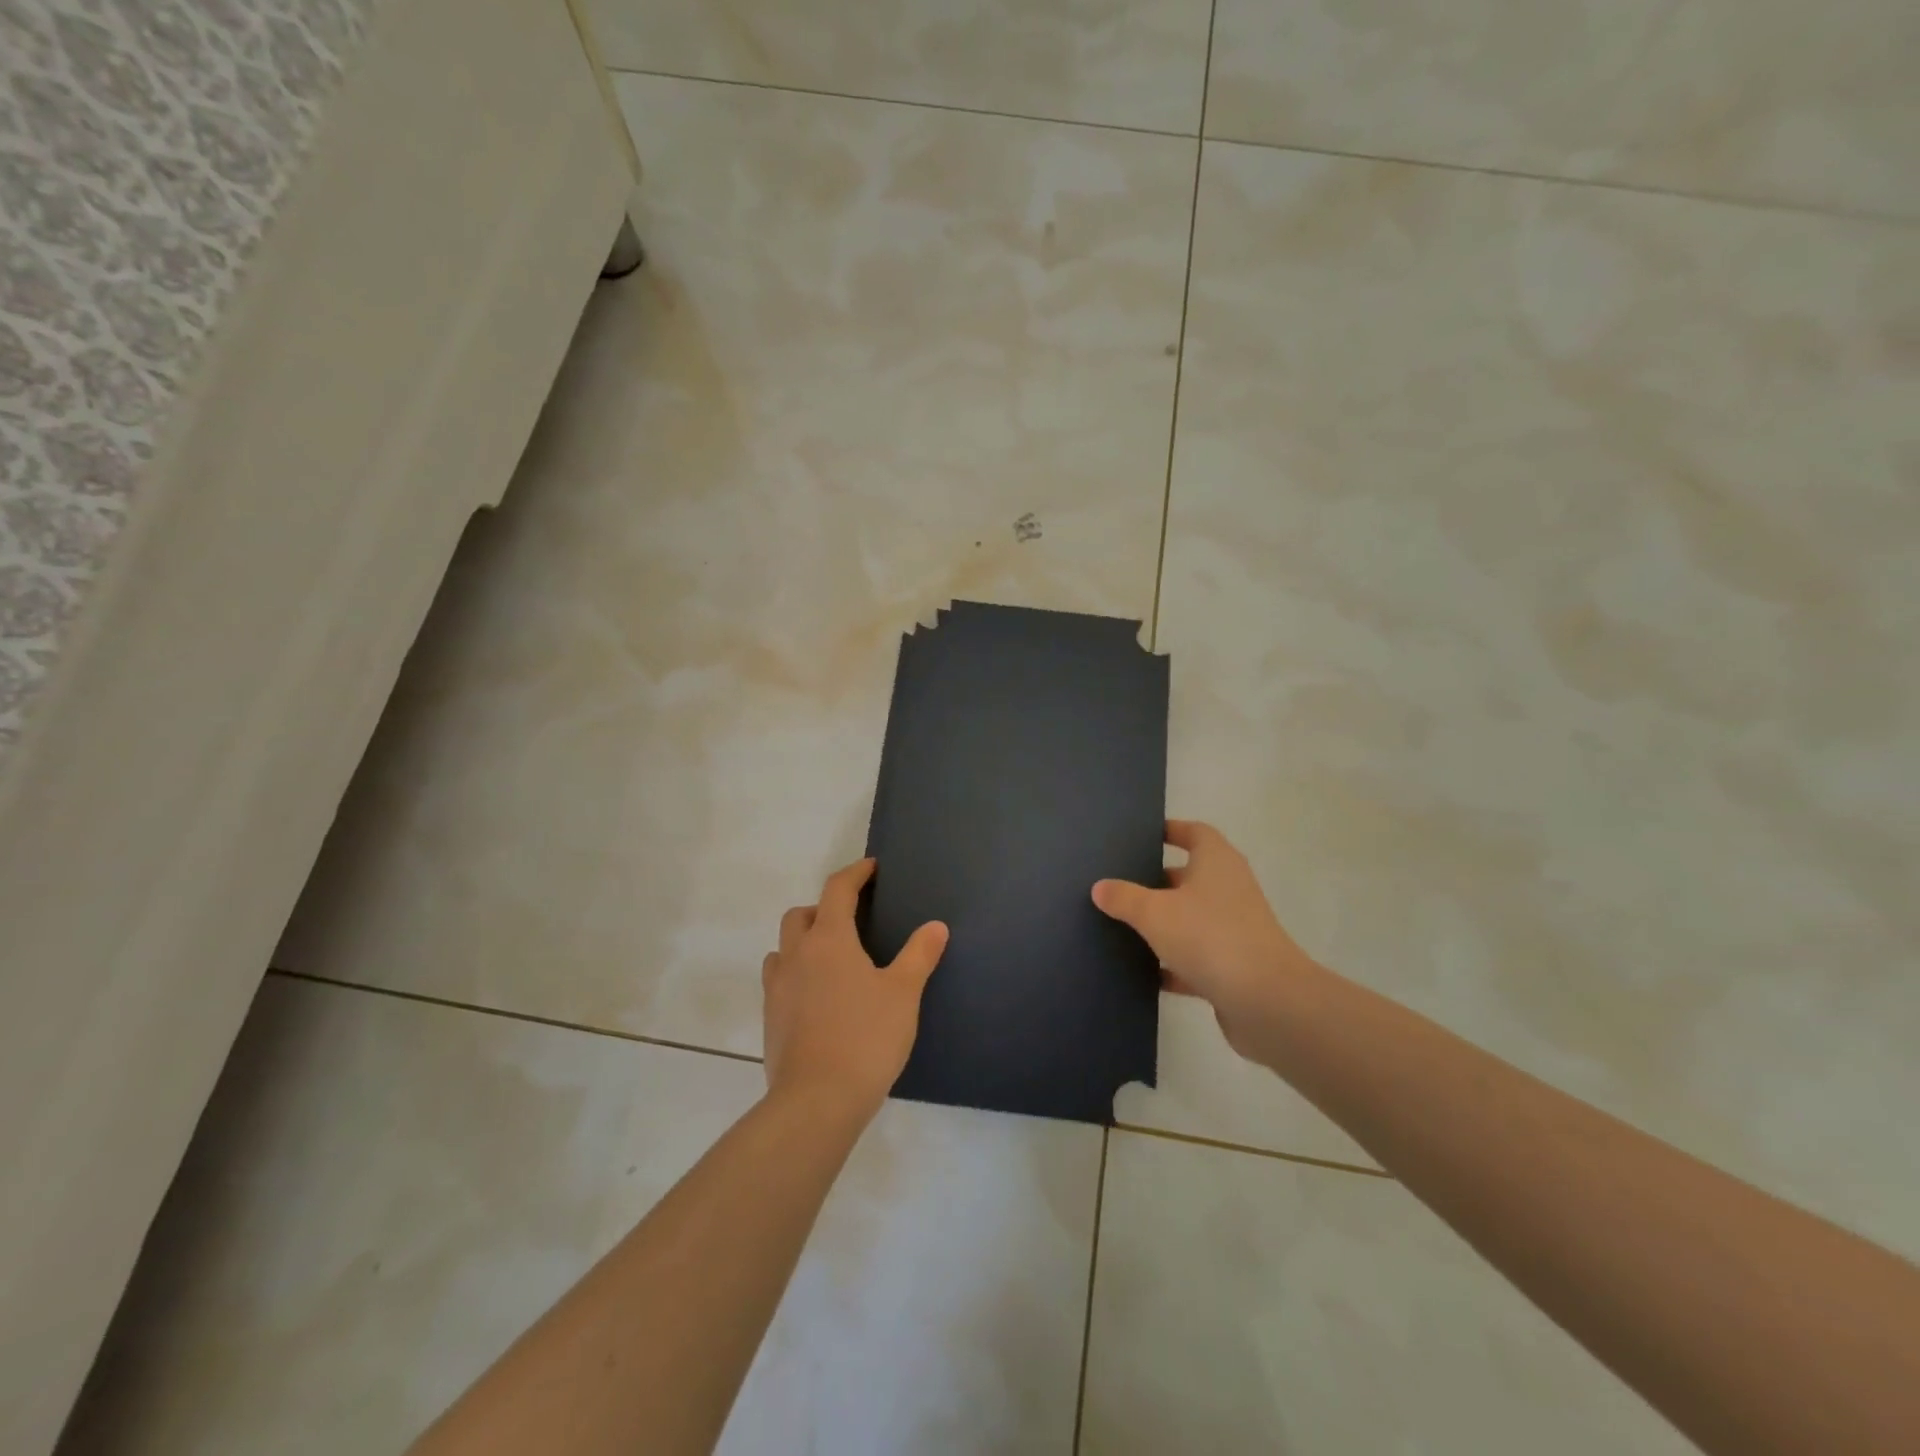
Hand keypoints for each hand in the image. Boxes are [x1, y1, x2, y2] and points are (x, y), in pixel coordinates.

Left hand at [762, 858, 948, 1118]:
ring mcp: (777, 988)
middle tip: (850, 920)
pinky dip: (796, 973)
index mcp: (829, 940)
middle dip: (823, 907)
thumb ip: (920, 955)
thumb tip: (936, 926)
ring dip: (803, 941)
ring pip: (783, 947)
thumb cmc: (866, 1038)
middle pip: (800, 914)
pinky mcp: (770, 1018)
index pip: (837, 890)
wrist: (816, 1101)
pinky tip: (818, 997)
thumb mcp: (903, 993)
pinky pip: (779, 980)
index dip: (855, 874)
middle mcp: (796, 955)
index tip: (870, 869)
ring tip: (831, 959)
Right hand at [1093, 821, 1312, 1056]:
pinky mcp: (1234, 966)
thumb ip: (1124, 898)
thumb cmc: (1210, 937)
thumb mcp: (1155, 913)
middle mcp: (1230, 889)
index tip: (1141, 837)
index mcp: (1217, 862)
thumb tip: (1100, 887)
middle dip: (1158, 880)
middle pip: (1191, 876)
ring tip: (1124, 925)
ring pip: (1192, 918)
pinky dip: (1174, 963)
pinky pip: (1197, 957)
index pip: (1194, 833)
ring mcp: (1235, 929)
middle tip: (1120, 883)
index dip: (1170, 831)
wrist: (1267, 1002)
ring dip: (1165, 923)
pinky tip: (1145, 972)